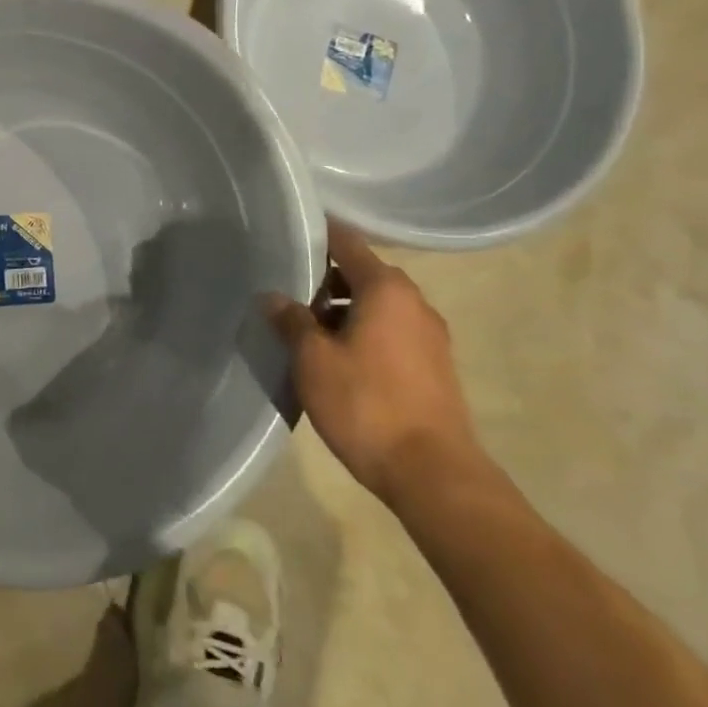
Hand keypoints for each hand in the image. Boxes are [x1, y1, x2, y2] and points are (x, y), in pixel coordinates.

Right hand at [266, 221, 485, 511]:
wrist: (432, 473)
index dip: (317, 235)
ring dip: (341, 310)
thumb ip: (291, 321)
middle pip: (362, 274)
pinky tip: (333, 356)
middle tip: (284, 288)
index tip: (285, 233)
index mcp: (386, 289)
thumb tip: (274, 297)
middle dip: (323, 279)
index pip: (347, 243)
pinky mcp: (432, 366)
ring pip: (376, 306)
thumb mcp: (313, 359)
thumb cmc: (366, 403)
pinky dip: (361, 332)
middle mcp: (414, 303)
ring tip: (303, 328)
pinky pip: (389, 332)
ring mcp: (429, 336)